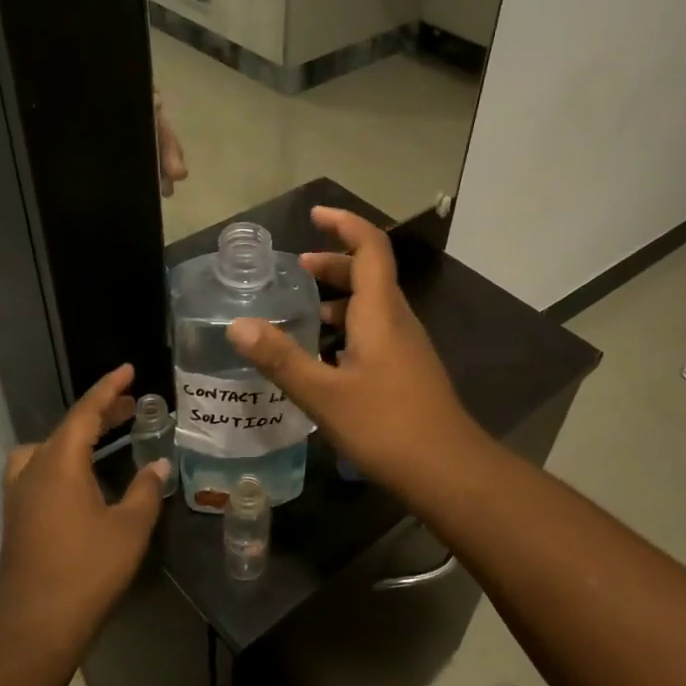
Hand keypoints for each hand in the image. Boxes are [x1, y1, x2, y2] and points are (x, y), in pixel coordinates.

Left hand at [0, 365, 167, 657]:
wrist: (37, 621)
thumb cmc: (88, 568)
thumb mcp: (130, 526)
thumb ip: (145, 491)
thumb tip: (156, 467)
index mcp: (60, 463)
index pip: (85, 412)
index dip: (108, 389)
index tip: (128, 371)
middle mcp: (34, 470)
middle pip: (66, 428)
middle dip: (98, 413)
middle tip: (130, 406)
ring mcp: (20, 494)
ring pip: (46, 448)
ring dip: (75, 436)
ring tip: (103, 441)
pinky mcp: (17, 516)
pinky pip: (39, 469)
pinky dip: (62, 459)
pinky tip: (83, 480)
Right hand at [226, 207, 485, 494]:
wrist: (448, 470)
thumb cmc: (386, 426)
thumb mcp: (324, 394)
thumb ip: (280, 359)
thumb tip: (237, 326)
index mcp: (381, 312)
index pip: (370, 247)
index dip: (345, 224)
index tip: (315, 214)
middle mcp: (398, 321)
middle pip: (370, 274)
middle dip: (335, 263)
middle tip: (298, 268)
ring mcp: (407, 347)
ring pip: (373, 306)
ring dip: (340, 298)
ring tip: (302, 311)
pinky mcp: (407, 371)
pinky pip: (376, 332)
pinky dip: (348, 327)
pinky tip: (324, 356)